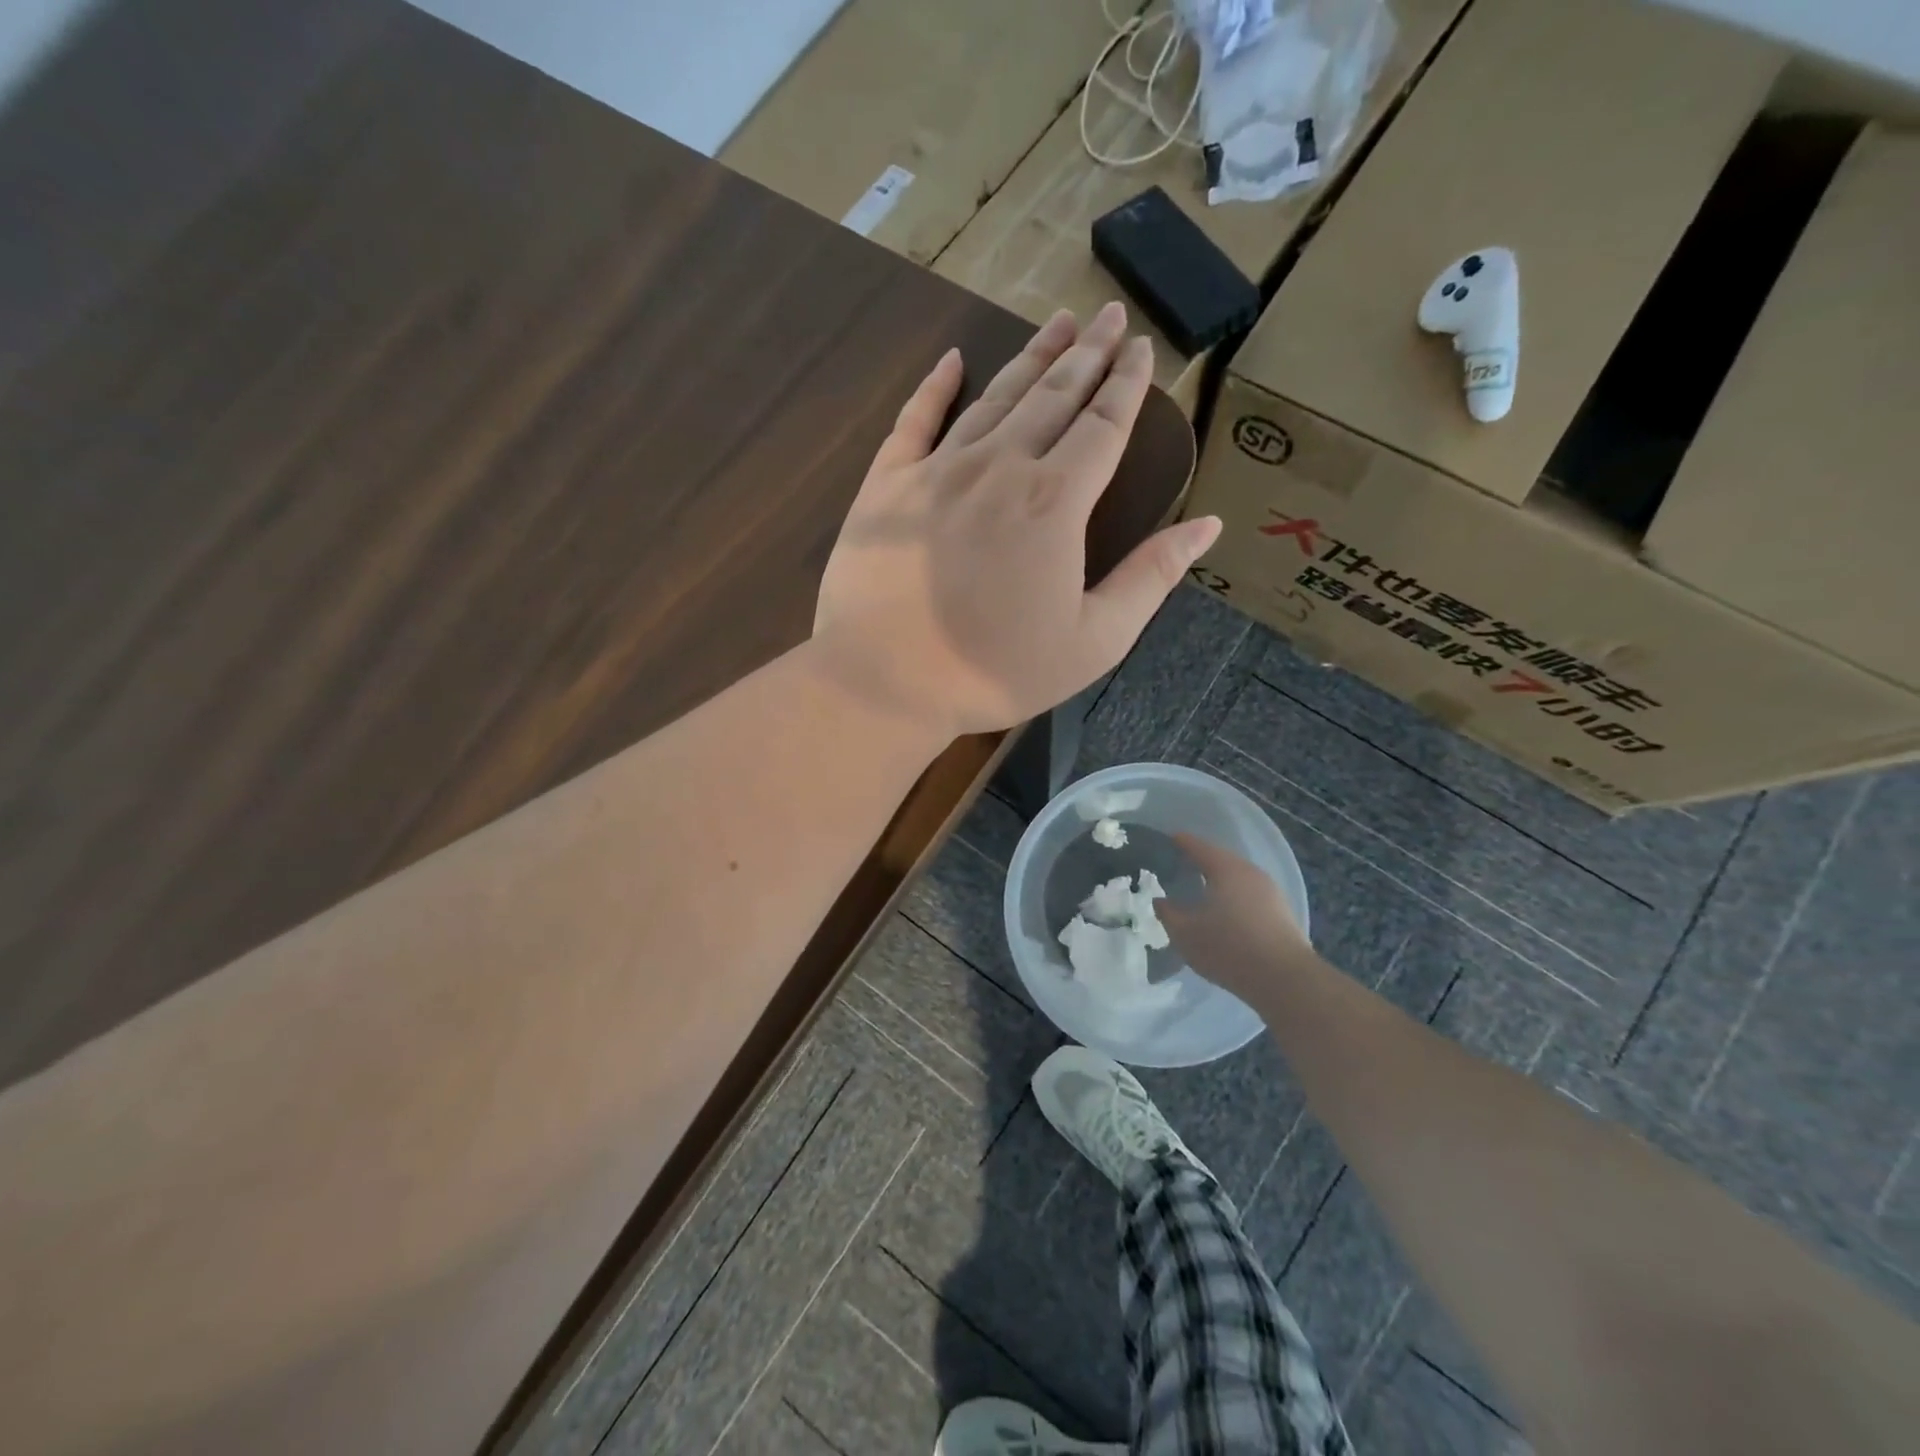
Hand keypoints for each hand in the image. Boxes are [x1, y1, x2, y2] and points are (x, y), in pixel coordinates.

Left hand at [810, 304, 1221, 738]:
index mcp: (1054, 502)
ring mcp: (936, 471)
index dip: (1128, 384)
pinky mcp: (886, 485)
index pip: (1103, 426)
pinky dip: (934, 387)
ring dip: (1031, 358)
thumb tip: (1208, 525)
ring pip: (994, 398)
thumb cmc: (994, 672)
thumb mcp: (1093, 641)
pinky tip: (952, 360)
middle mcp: (999, 468)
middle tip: (1111, 316)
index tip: (1144, 349)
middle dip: (1088, 353)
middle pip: (1053, 396)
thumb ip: (1151, 579)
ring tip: (1058, 323)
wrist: (885, 682)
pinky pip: (914, 421)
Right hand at [1160, 833, 1311, 997]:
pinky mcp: (1281, 912)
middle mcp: (1250, 872)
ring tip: (1198, 890)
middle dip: (1199, 861)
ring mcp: (1270, 892)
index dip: (1179, 842)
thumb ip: (1168, 913)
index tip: (1165, 840)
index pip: (1197, 846)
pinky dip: (1232, 896)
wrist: (1285, 980)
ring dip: (1218, 881)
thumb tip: (1160, 900)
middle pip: (1220, 859)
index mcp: (1225, 868)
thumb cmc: (1228, 948)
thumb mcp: (1185, 933)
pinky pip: (1249, 895)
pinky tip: (1223, 912)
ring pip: (1237, 878)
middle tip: (1178, 866)